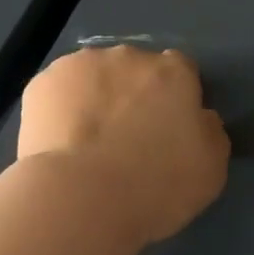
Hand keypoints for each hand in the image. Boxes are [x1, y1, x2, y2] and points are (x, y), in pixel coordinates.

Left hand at [18, 46, 230, 245]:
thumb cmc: (156, 186)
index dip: (174, 98)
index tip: (166, 128)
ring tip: (86, 143)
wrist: (82, 198)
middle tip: (125, 138)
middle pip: (134, 69)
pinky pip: (57, 92)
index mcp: (173, 72)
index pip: (180, 71)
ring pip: (92, 75)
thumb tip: (199, 117)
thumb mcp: (210, 168)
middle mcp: (128, 56)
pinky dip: (59, 110)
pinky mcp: (42, 83)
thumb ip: (209, 131)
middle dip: (131, 94)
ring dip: (94, 97)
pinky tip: (58, 142)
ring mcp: (81, 65)